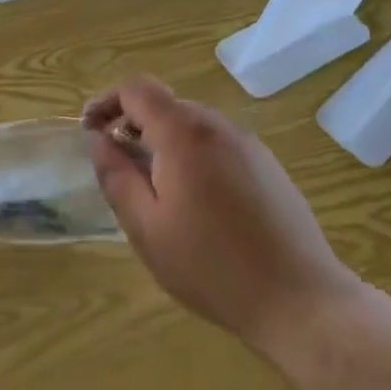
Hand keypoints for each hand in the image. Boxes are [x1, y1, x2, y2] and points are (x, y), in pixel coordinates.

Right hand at [83, 78, 358, 354]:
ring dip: (162, 141)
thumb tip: (97, 140)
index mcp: (184, 133)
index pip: (136, 89)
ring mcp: (248, 144)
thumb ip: (115, 176)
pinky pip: (217, 144)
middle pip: (165, 104)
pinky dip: (192, 155)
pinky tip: (196, 203)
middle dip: (133, 124)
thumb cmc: (211, 267)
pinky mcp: (268, 165)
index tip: (89, 131)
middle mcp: (218, 126)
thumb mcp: (146, 227)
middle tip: (117, 167)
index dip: (106, 101)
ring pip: (192, 124)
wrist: (301, 301)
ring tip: (154, 189)